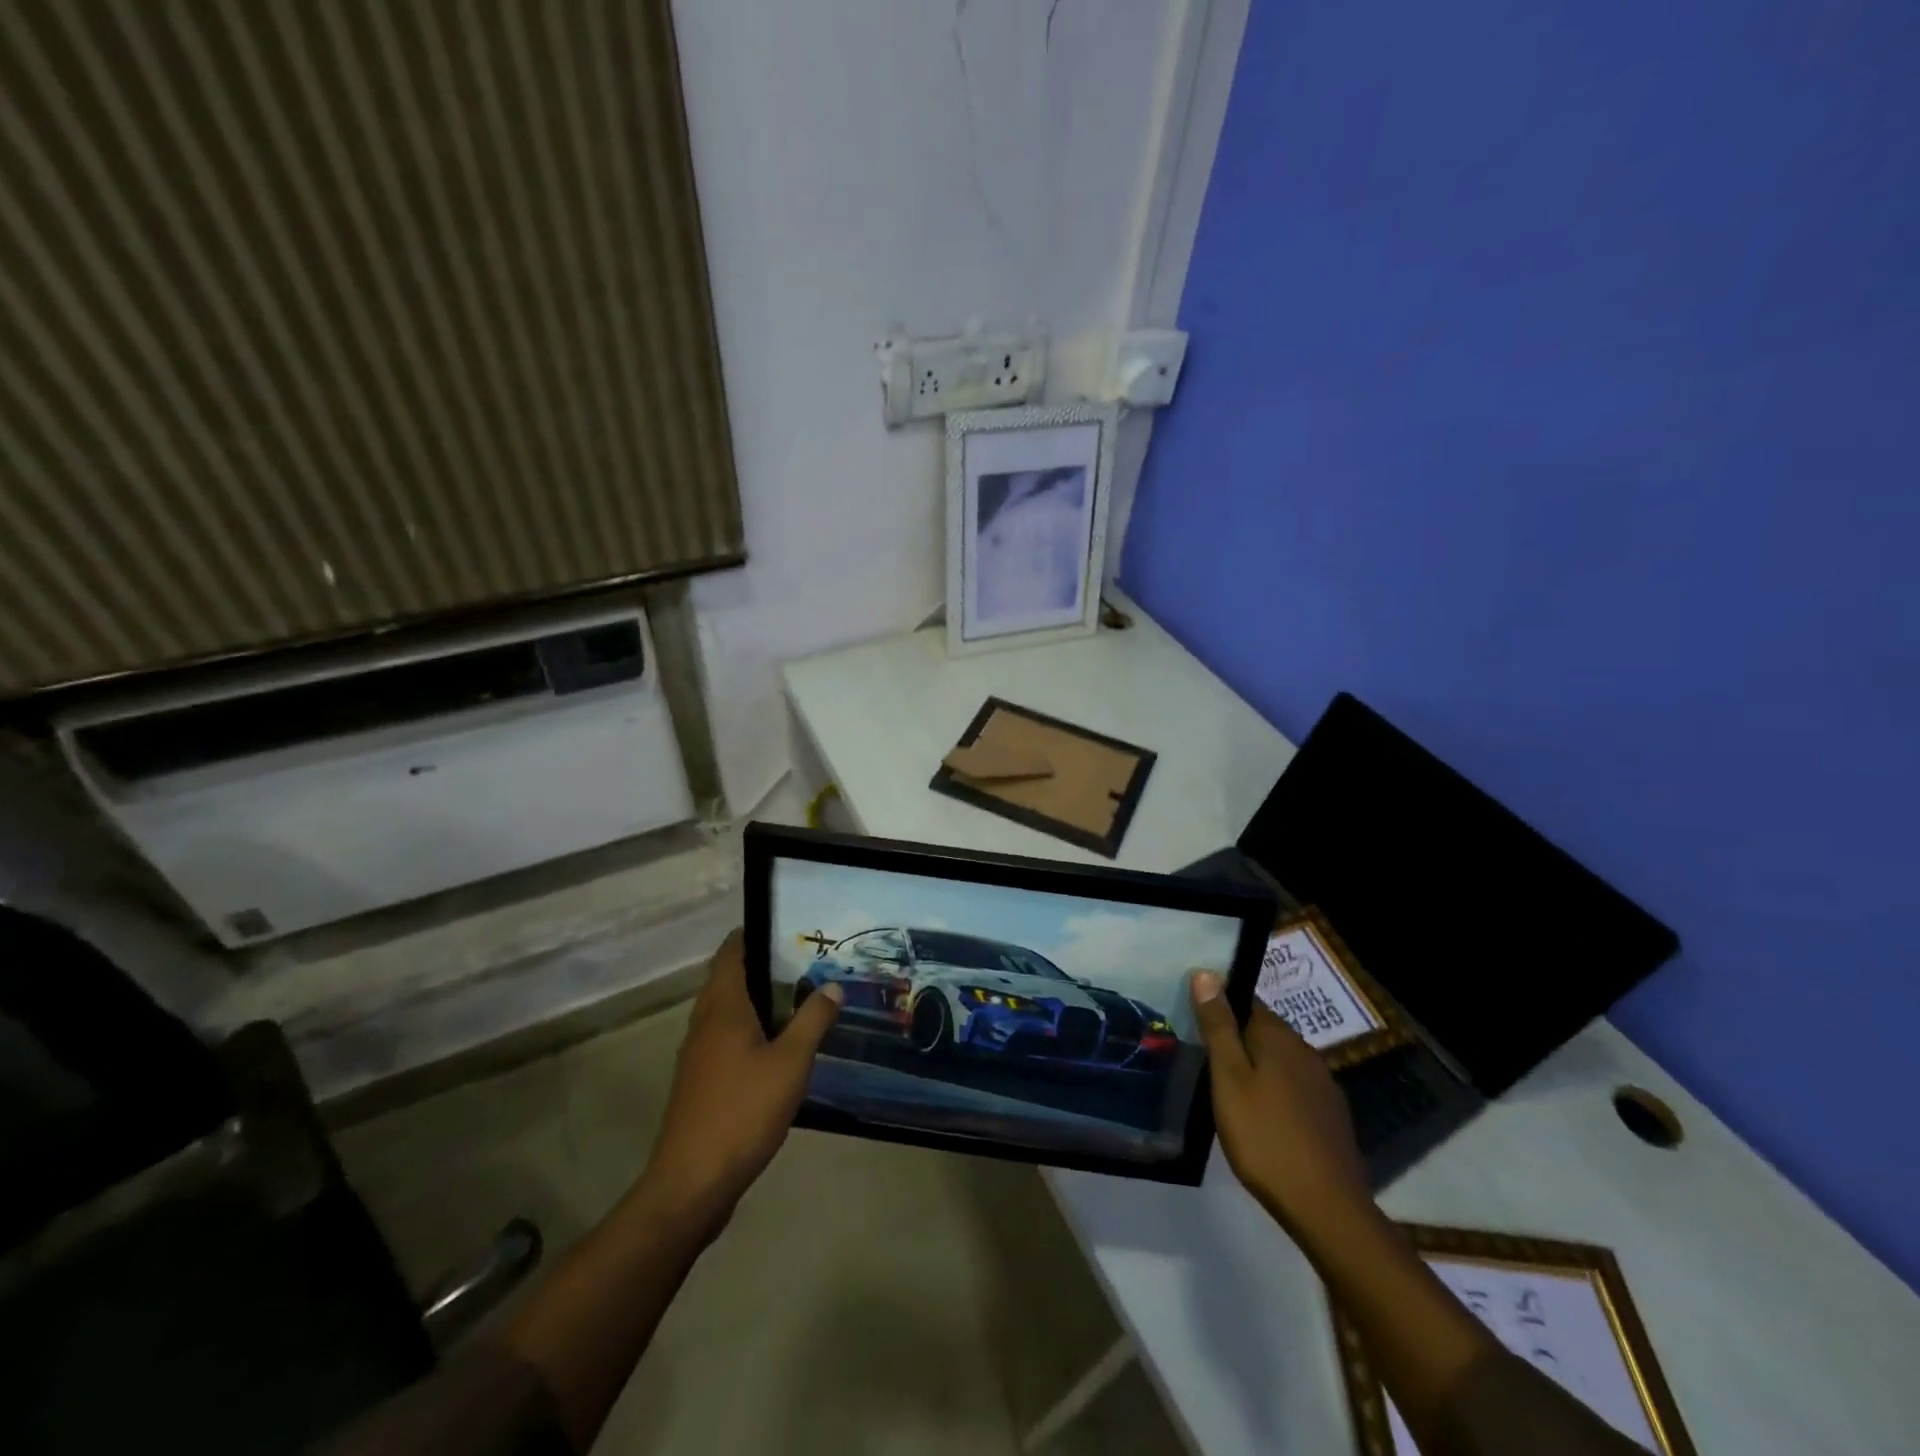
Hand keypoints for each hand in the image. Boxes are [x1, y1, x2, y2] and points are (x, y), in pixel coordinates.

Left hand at [639, 930, 841, 1234]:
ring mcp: (698, 1054)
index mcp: (722, 1007)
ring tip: (800, 997)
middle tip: (806, 961)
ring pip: (728, 1011)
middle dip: (763, 966)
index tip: (787, 927)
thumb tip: (832, 986)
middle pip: (729, 979)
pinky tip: (780, 1045)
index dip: (753, 933)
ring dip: (758, 1000)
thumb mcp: (790, 1063)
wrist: (692, 1183)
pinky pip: (727, 1038)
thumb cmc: (742, 1111)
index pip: (730, 952)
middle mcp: (704, 1022)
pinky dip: (751, 1029)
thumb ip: (812, 1020)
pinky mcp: (701, 1082)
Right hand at [1189, 972, 1370, 1237]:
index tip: (1196, 1024)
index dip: (1220, 1007)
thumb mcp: (1229, 1079)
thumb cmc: (1265, 1137)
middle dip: (1237, 1039)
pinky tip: (1262, 1116)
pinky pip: (1295, 1088)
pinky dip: (1275, 1092)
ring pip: (1280, 1061)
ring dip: (1256, 1067)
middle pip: (1264, 1031)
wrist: (1326, 1207)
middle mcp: (1306, 1052)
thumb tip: (1206, 973)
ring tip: (1228, 1089)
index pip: (1246, 1002)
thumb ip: (1218, 1026)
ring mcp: (1323, 1085)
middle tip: (1205, 1059)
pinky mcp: (1331, 1116)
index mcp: (1279, 1037)